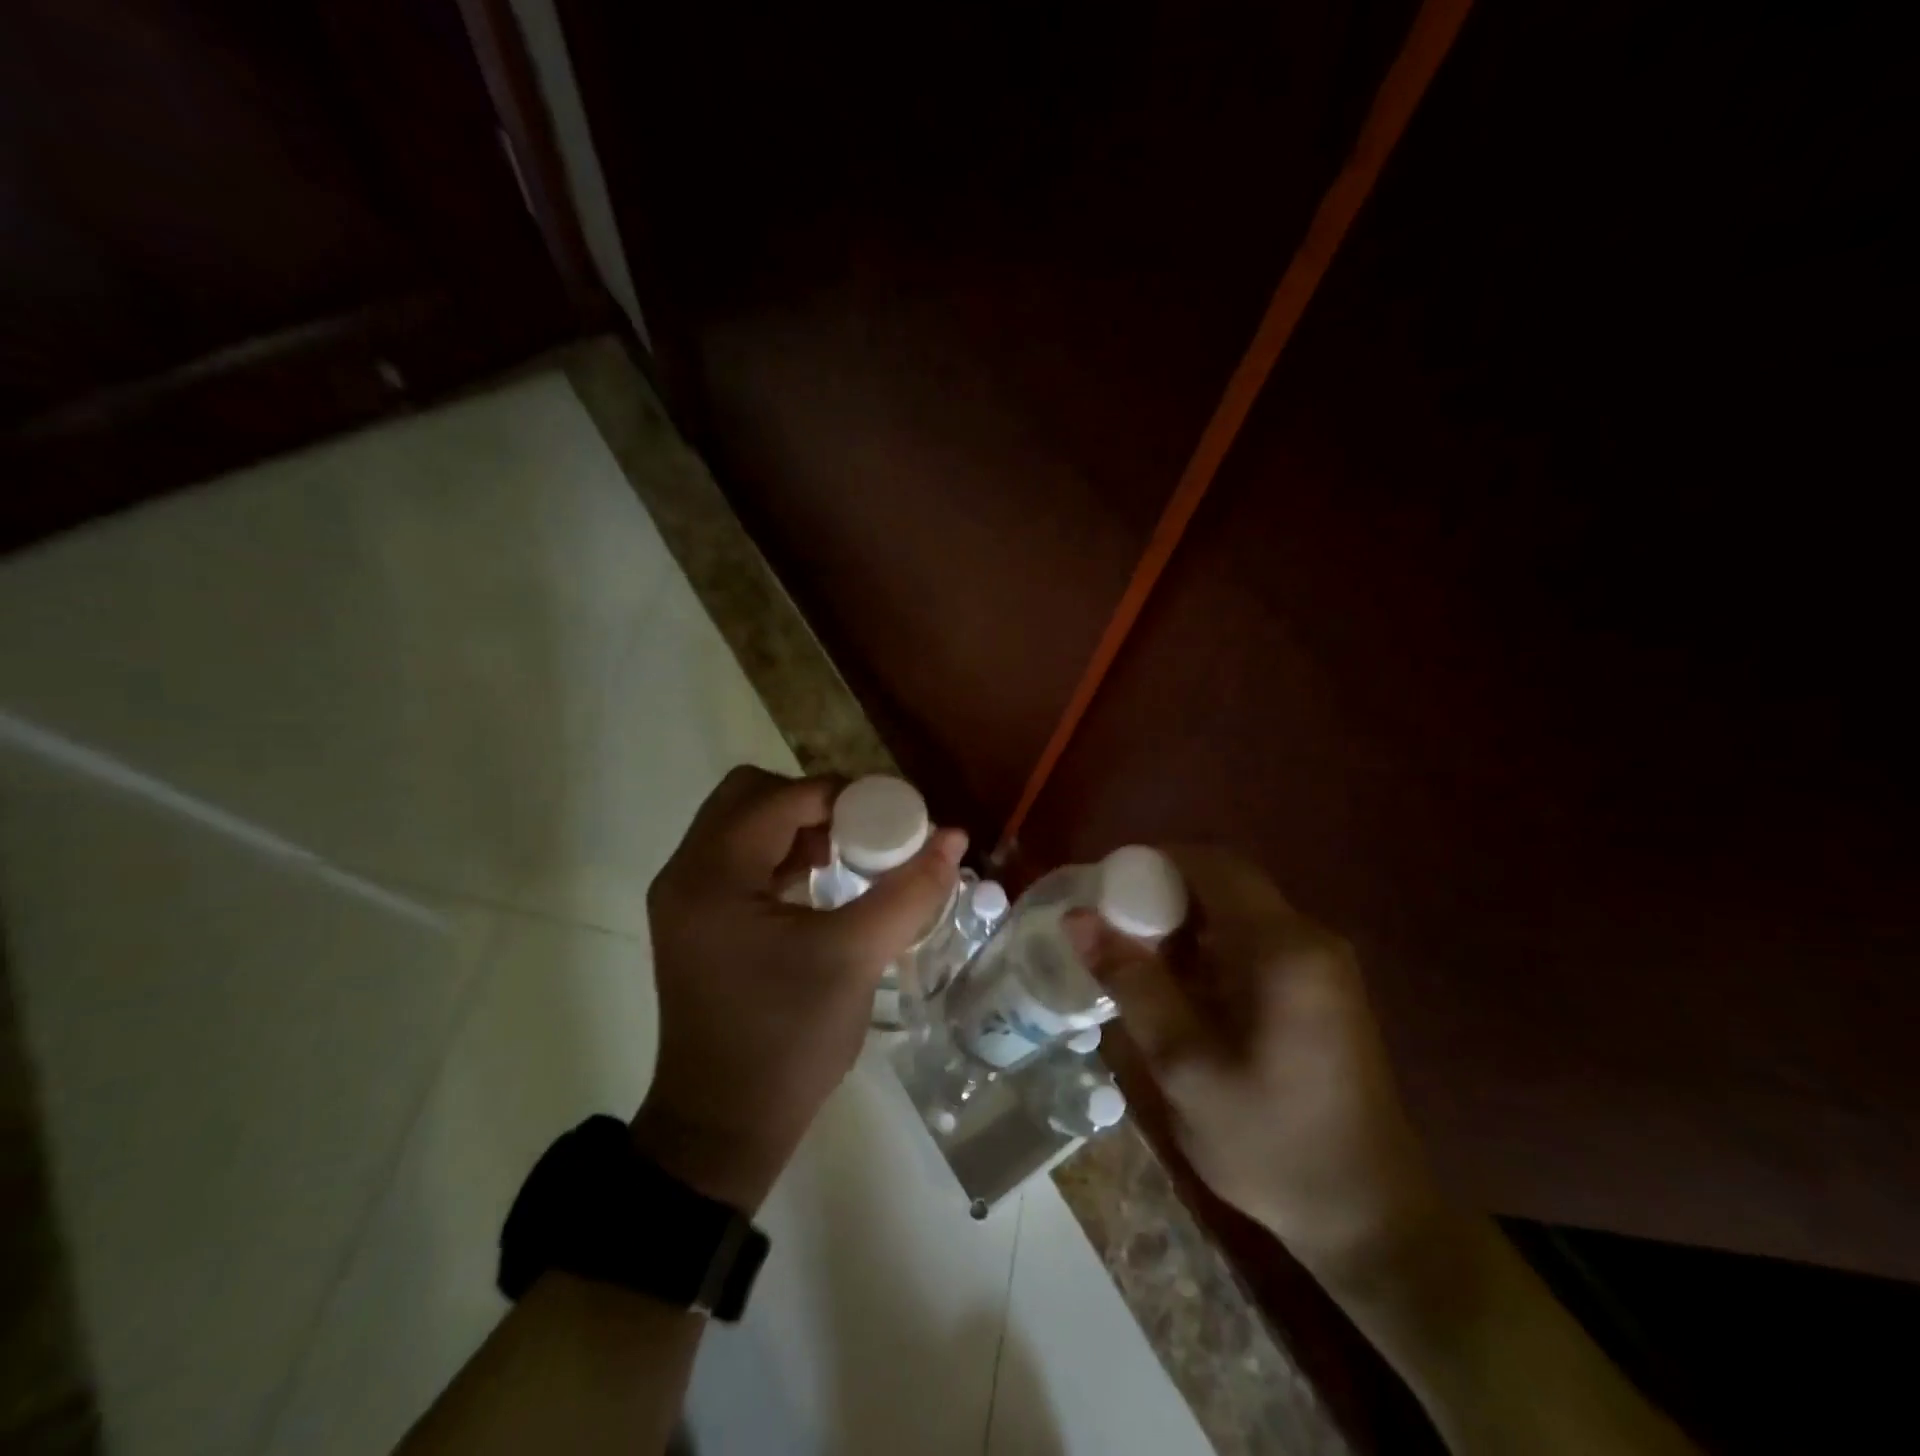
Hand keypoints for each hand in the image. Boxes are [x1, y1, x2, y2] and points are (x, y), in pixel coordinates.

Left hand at [634, 767, 965, 1209]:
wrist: (723, 1126)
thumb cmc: (788, 1039)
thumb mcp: (856, 958)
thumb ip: (910, 890)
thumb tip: (954, 836)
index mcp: (713, 876)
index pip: (782, 798)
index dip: (844, 795)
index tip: (894, 815)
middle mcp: (685, 873)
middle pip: (750, 795)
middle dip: (812, 802)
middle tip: (862, 832)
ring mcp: (683, 897)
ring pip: (741, 824)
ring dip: (796, 826)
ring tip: (847, 856)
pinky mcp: (693, 920)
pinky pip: (737, 858)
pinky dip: (779, 854)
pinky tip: (819, 884)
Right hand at [1072, 848, 1441, 1278]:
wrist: (1369, 1219)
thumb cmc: (1270, 1144)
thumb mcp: (1184, 1066)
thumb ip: (1131, 983)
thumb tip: (1077, 917)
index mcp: (1283, 948)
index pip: (1212, 864)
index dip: (1153, 864)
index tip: (1105, 892)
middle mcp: (1309, 938)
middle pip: (1224, 884)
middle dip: (1162, 897)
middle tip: (1112, 933)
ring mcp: (1321, 963)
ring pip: (1237, 912)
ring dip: (1184, 926)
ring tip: (1136, 965)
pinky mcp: (1321, 988)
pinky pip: (1254, 942)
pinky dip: (1209, 951)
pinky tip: (1181, 992)